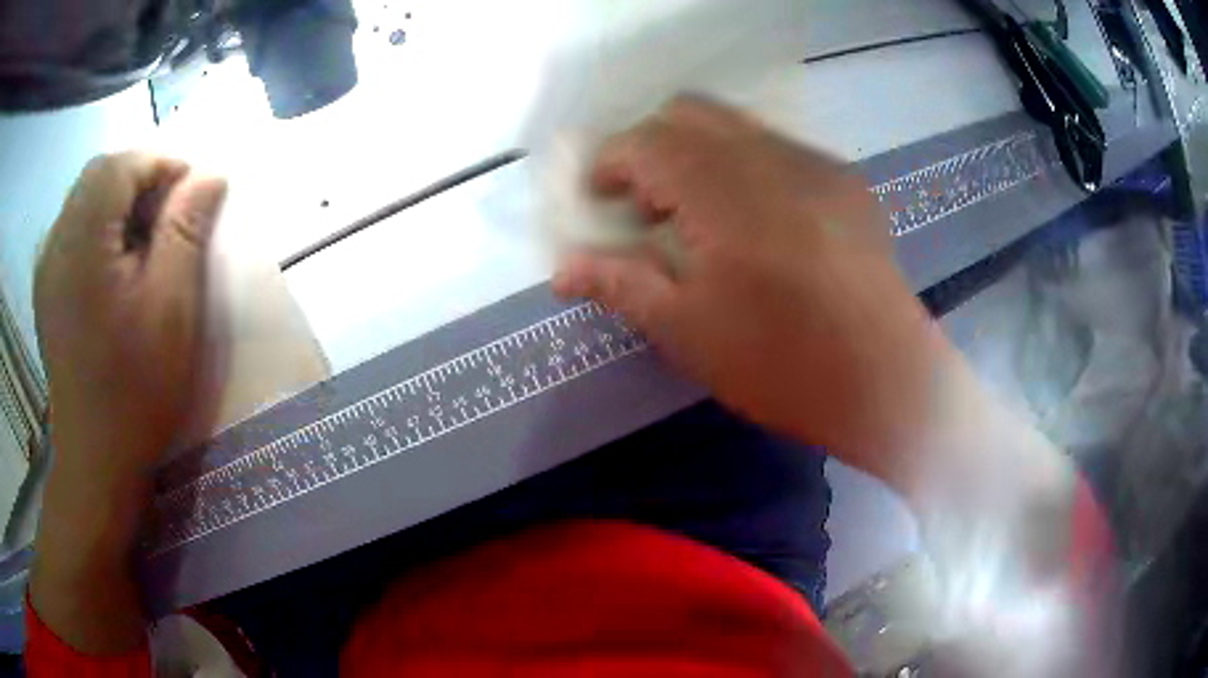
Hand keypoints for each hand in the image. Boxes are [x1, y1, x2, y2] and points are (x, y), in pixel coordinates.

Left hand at [36, 152, 225, 479]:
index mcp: (82, 244)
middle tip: (168, 214)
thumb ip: (186, 230)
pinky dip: (97, 225)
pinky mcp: (46, 287)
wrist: (96, 460)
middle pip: (98, 174)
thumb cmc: (136, 390)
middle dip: (138, 178)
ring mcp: (46, 266)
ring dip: (117, 201)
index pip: (121, 165)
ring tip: (142, 240)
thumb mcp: (171, 309)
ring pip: (83, 198)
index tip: (191, 190)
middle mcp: (56, 243)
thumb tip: (210, 175)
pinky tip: (113, 262)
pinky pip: (72, 228)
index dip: (160, 164)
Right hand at [553, 99, 1086, 672]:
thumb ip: (620, 284)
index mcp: (724, 190)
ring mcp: (816, 164)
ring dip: (700, 153)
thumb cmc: (783, 365)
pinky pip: (779, 149)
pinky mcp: (846, 183)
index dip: (609, 163)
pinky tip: (757, 223)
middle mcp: (770, 156)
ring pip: (737, 125)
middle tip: (644, 203)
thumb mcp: (688, 332)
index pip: (646, 141)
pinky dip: (746, 166)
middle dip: (652, 145)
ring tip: (699, 215)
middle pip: (690, 112)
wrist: (889, 382)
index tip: (598, 200)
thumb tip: (562, 267)